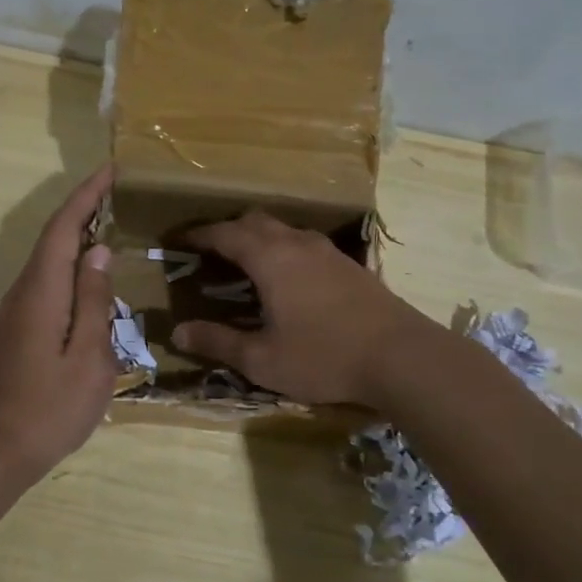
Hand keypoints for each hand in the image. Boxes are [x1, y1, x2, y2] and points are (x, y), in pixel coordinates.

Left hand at [0, 166, 117, 479]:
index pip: (63, 228)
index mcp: (42, 291)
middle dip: (83, 210)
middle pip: (53, 238)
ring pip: (48, 260)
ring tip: (110, 227)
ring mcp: (15, 311)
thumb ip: (94, 301)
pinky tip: (90, 280)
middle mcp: (23, 291)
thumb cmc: (50, 407)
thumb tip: (98, 252)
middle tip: (118, 195)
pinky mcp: (16, 329)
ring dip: (76, 238)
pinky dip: (69, 266)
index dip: (86, 196)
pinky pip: (46, 282)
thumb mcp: (89, 357)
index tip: (110, 170)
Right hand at [171, 210, 429, 406]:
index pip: (224, 234)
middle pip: (255, 222)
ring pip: (284, 230)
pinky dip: (283, 251)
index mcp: (270, 258)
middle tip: (209, 253)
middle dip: (227, 231)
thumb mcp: (262, 359)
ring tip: (245, 265)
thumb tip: (177, 332)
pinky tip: (288, 281)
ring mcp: (328, 252)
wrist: (403, 358)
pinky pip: (304, 245)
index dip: (198, 235)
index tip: (178, 241)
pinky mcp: (350, 266)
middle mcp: (297, 244)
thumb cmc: (324, 357)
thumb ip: (218, 342)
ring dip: (258, 239)